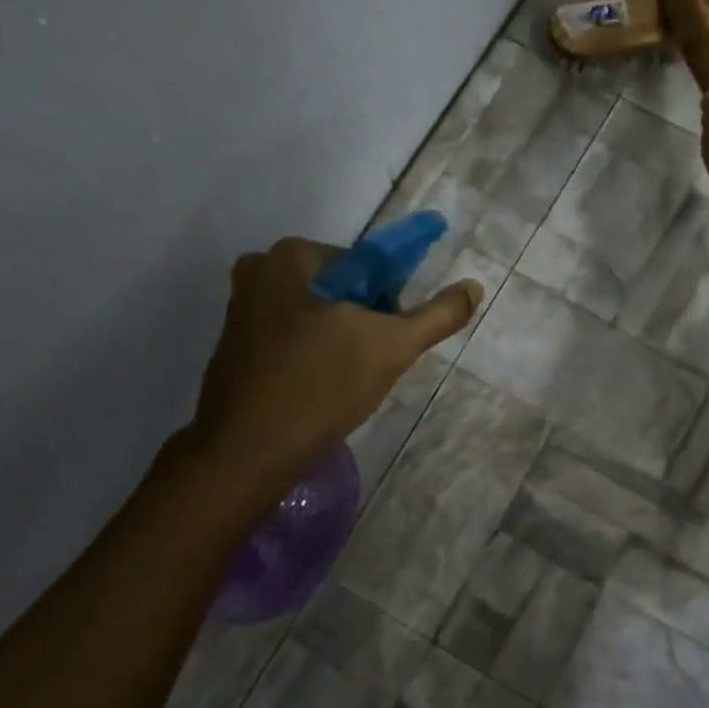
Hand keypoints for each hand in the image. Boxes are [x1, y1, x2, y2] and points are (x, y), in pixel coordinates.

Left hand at [186, 237, 480, 474]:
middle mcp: (258, 272)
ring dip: (340, 343)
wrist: (248, 451)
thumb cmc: (321, 385)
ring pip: (317, 318)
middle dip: (363, 323)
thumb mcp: (393, 346)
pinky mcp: (234, 348)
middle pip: (340, 291)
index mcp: (290, 256)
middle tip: (372, 364)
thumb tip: (474, 287)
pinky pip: (292, 341)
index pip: (366, 266)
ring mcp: (240, 312)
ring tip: (347, 382)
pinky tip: (320, 390)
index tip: (389, 339)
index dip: (388, 303)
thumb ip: (438, 314)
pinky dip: (313, 358)